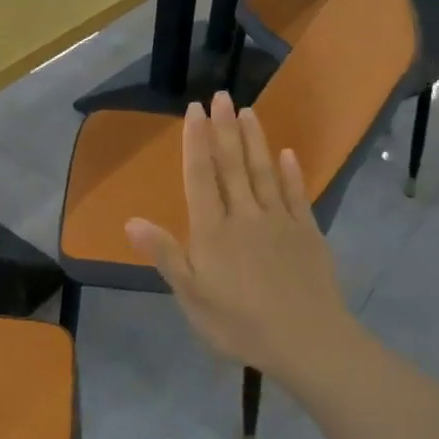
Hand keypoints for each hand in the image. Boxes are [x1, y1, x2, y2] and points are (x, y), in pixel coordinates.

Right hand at [125, 92, 353, 388]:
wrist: (308, 342)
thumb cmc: (240, 324)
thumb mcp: (192, 297)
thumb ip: (165, 254)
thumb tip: (131, 220)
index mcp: (214, 230)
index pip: (201, 176)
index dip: (196, 141)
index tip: (195, 110)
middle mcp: (245, 215)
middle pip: (232, 164)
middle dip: (225, 128)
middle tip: (221, 95)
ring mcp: (279, 221)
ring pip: (263, 171)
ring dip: (255, 139)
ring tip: (248, 110)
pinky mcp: (307, 232)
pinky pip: (295, 194)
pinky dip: (290, 172)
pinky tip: (287, 154)